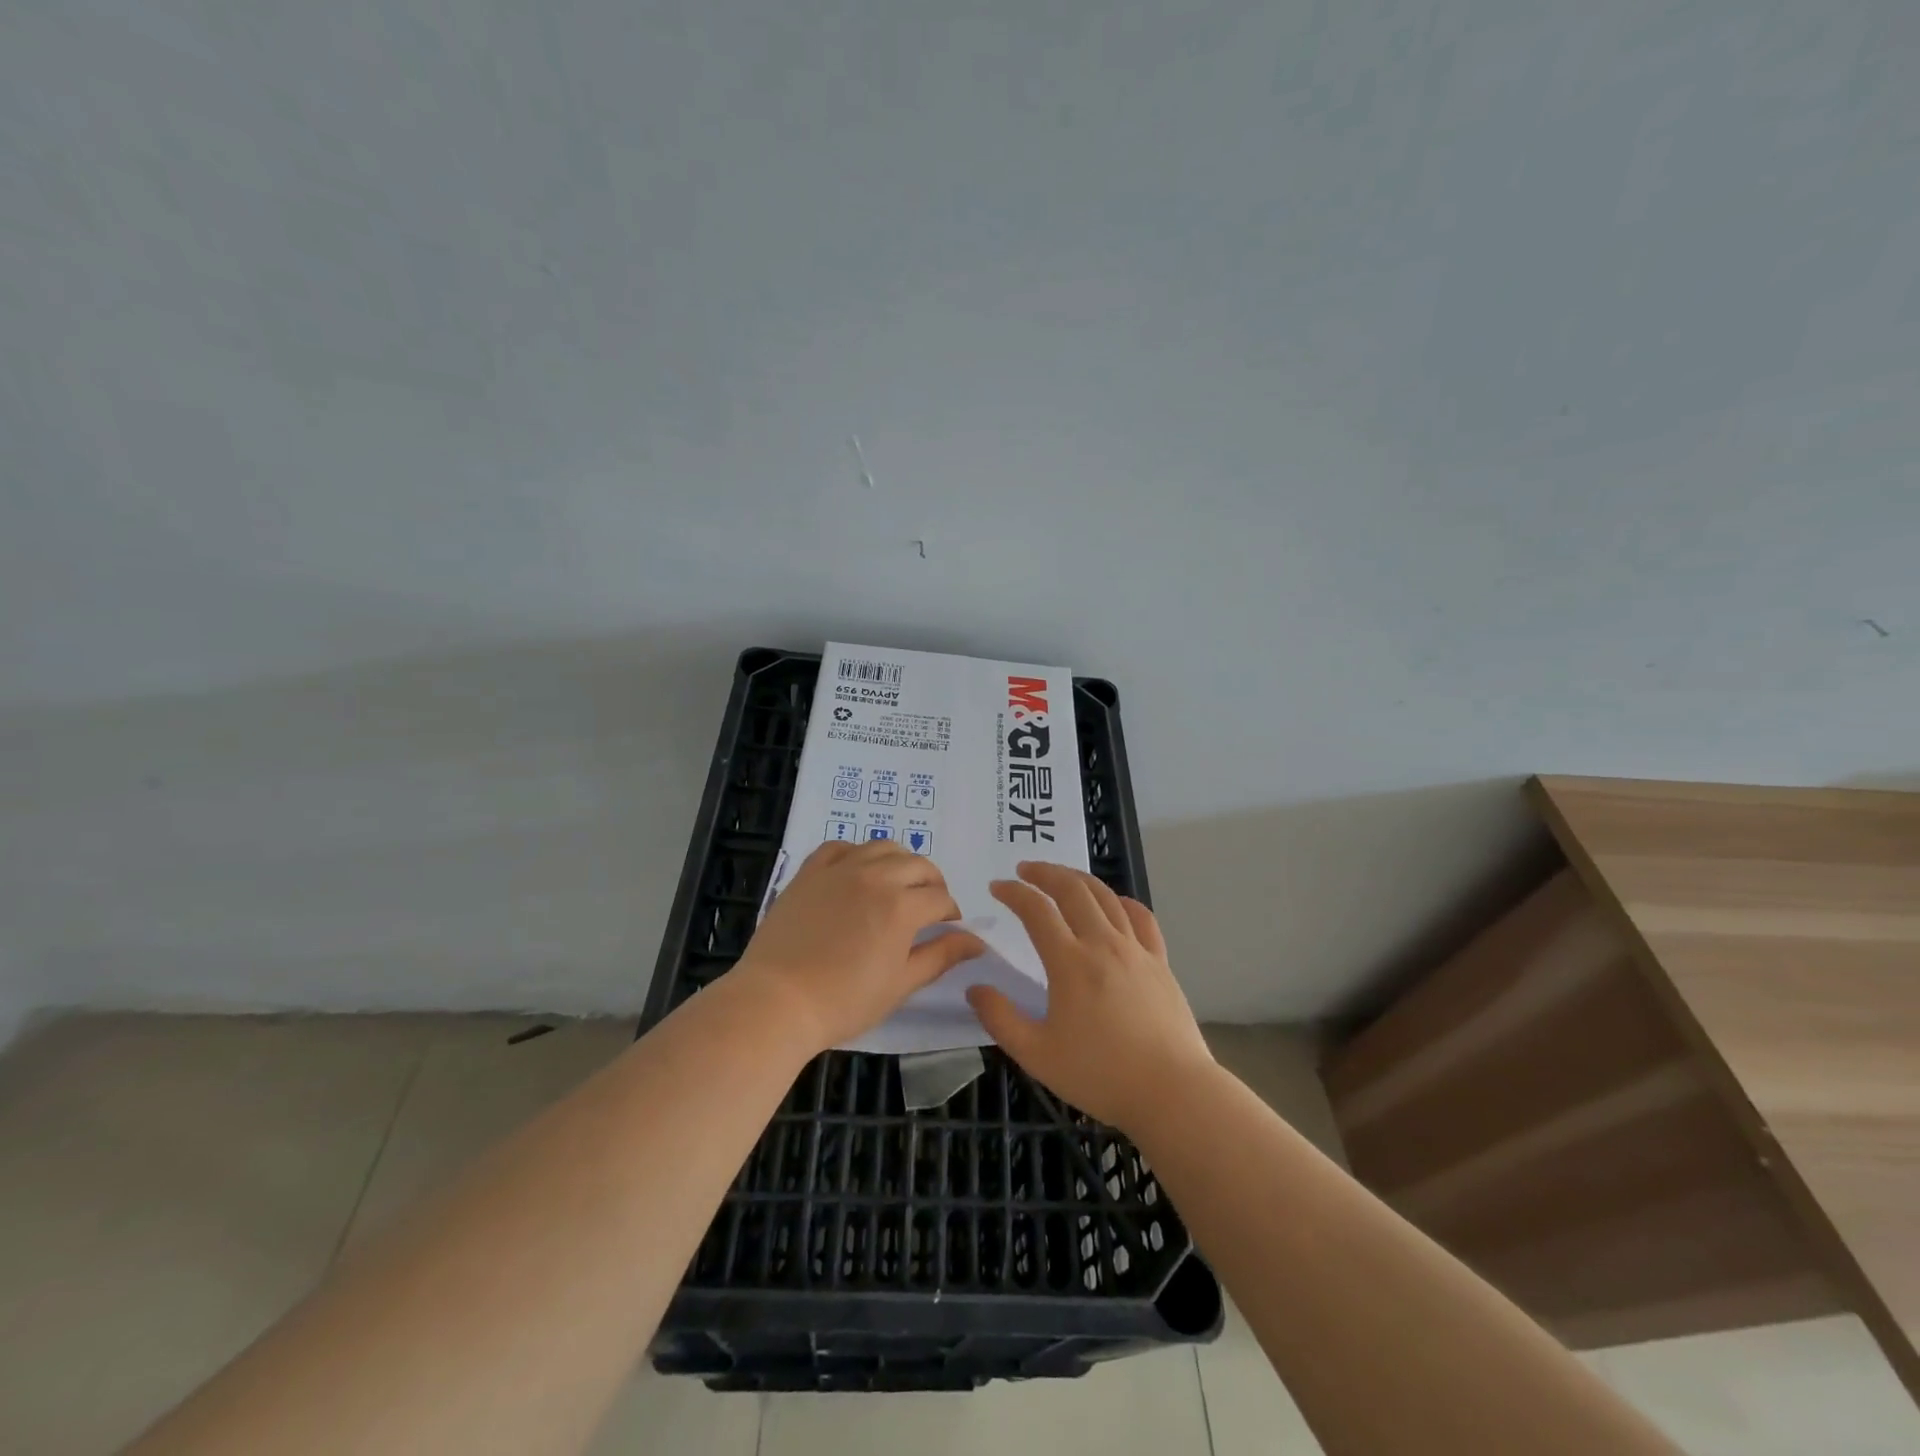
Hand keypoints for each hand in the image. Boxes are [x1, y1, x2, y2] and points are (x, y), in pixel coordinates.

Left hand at [737, 840, 985, 1052]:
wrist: (777, 1001)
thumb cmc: (844, 1001)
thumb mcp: (901, 984)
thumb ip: (941, 956)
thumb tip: (976, 941)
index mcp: (902, 906)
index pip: (940, 898)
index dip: (951, 913)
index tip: (948, 928)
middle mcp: (875, 876)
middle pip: (917, 864)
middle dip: (932, 883)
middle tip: (929, 906)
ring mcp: (840, 869)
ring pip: (882, 847)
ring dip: (899, 862)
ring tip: (897, 884)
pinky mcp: (809, 872)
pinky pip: (840, 846)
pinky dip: (857, 853)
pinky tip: (858, 871)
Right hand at [966, 862, 1213, 1131]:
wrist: (1173, 1092)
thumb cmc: (1100, 1075)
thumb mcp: (1037, 1055)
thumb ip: (1001, 1019)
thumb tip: (975, 988)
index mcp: (1069, 963)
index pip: (1036, 911)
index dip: (1014, 893)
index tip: (997, 888)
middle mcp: (1102, 944)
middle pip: (1072, 890)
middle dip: (1045, 872)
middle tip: (1025, 870)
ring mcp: (1136, 950)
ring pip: (1106, 897)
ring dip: (1078, 879)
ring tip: (1061, 877)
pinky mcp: (1160, 962)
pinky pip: (1141, 918)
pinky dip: (1122, 901)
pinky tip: (1115, 902)